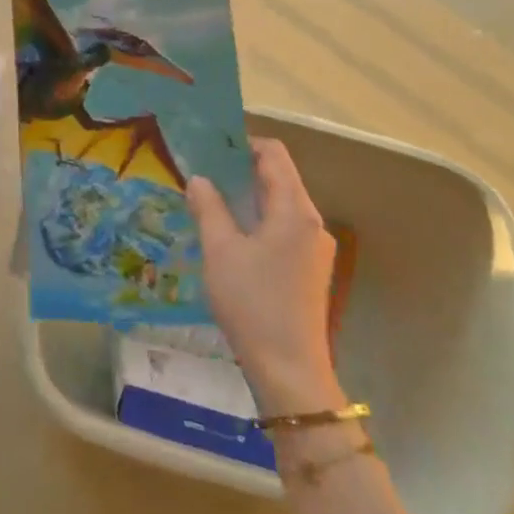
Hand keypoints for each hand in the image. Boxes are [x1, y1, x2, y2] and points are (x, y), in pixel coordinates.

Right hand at [187, 139, 346, 414]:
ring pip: (280, 204)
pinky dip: (257, 219)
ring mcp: (314, 248)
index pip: (274, 155)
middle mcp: (312, 222)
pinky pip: (283, 228)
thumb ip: (208, 207)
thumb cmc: (252, 302)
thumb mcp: (220, 250)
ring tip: (210, 198)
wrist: (289, 370)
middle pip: (280, 177)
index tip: (209, 147)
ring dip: (248, 195)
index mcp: (294, 210)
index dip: (243, 143)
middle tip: (202, 169)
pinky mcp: (309, 269)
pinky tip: (230, 234)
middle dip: (241, 169)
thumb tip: (199, 179)